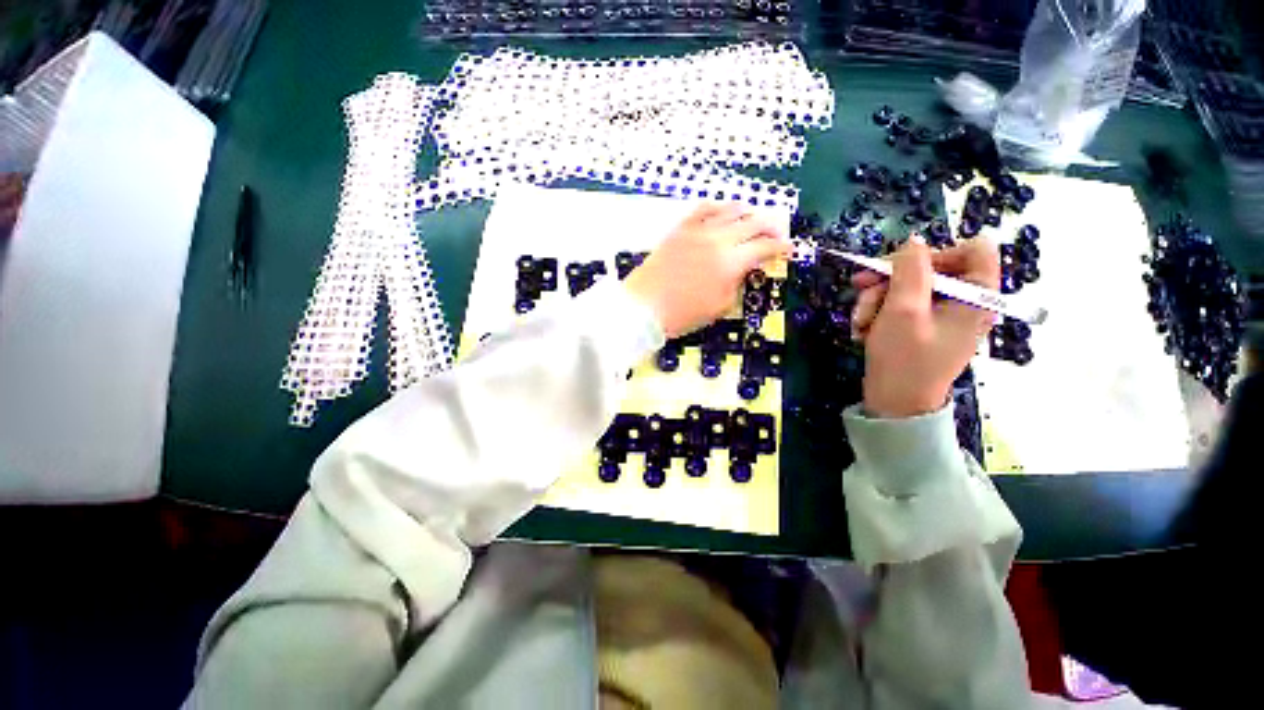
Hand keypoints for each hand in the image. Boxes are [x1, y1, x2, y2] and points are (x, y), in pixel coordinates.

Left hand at [625, 203, 791, 337]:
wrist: (643, 307)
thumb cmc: (682, 315)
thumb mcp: (719, 306)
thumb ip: (736, 284)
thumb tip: (743, 270)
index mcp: (730, 262)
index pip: (764, 248)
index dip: (781, 247)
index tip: (789, 249)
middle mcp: (717, 240)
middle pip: (752, 224)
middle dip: (770, 227)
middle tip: (776, 234)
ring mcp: (697, 231)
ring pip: (729, 211)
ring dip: (747, 213)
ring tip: (753, 218)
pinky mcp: (679, 230)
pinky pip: (702, 210)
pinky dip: (718, 207)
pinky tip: (723, 210)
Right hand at [851, 234, 1000, 418]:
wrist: (894, 404)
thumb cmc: (904, 359)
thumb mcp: (903, 310)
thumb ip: (909, 270)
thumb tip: (913, 240)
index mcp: (976, 296)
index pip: (973, 249)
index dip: (937, 252)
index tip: (904, 267)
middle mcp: (963, 302)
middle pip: (930, 267)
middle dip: (890, 279)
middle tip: (859, 288)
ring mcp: (941, 316)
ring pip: (906, 286)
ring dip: (875, 299)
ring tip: (860, 322)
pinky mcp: (921, 326)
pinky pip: (899, 305)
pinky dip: (878, 312)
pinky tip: (864, 329)